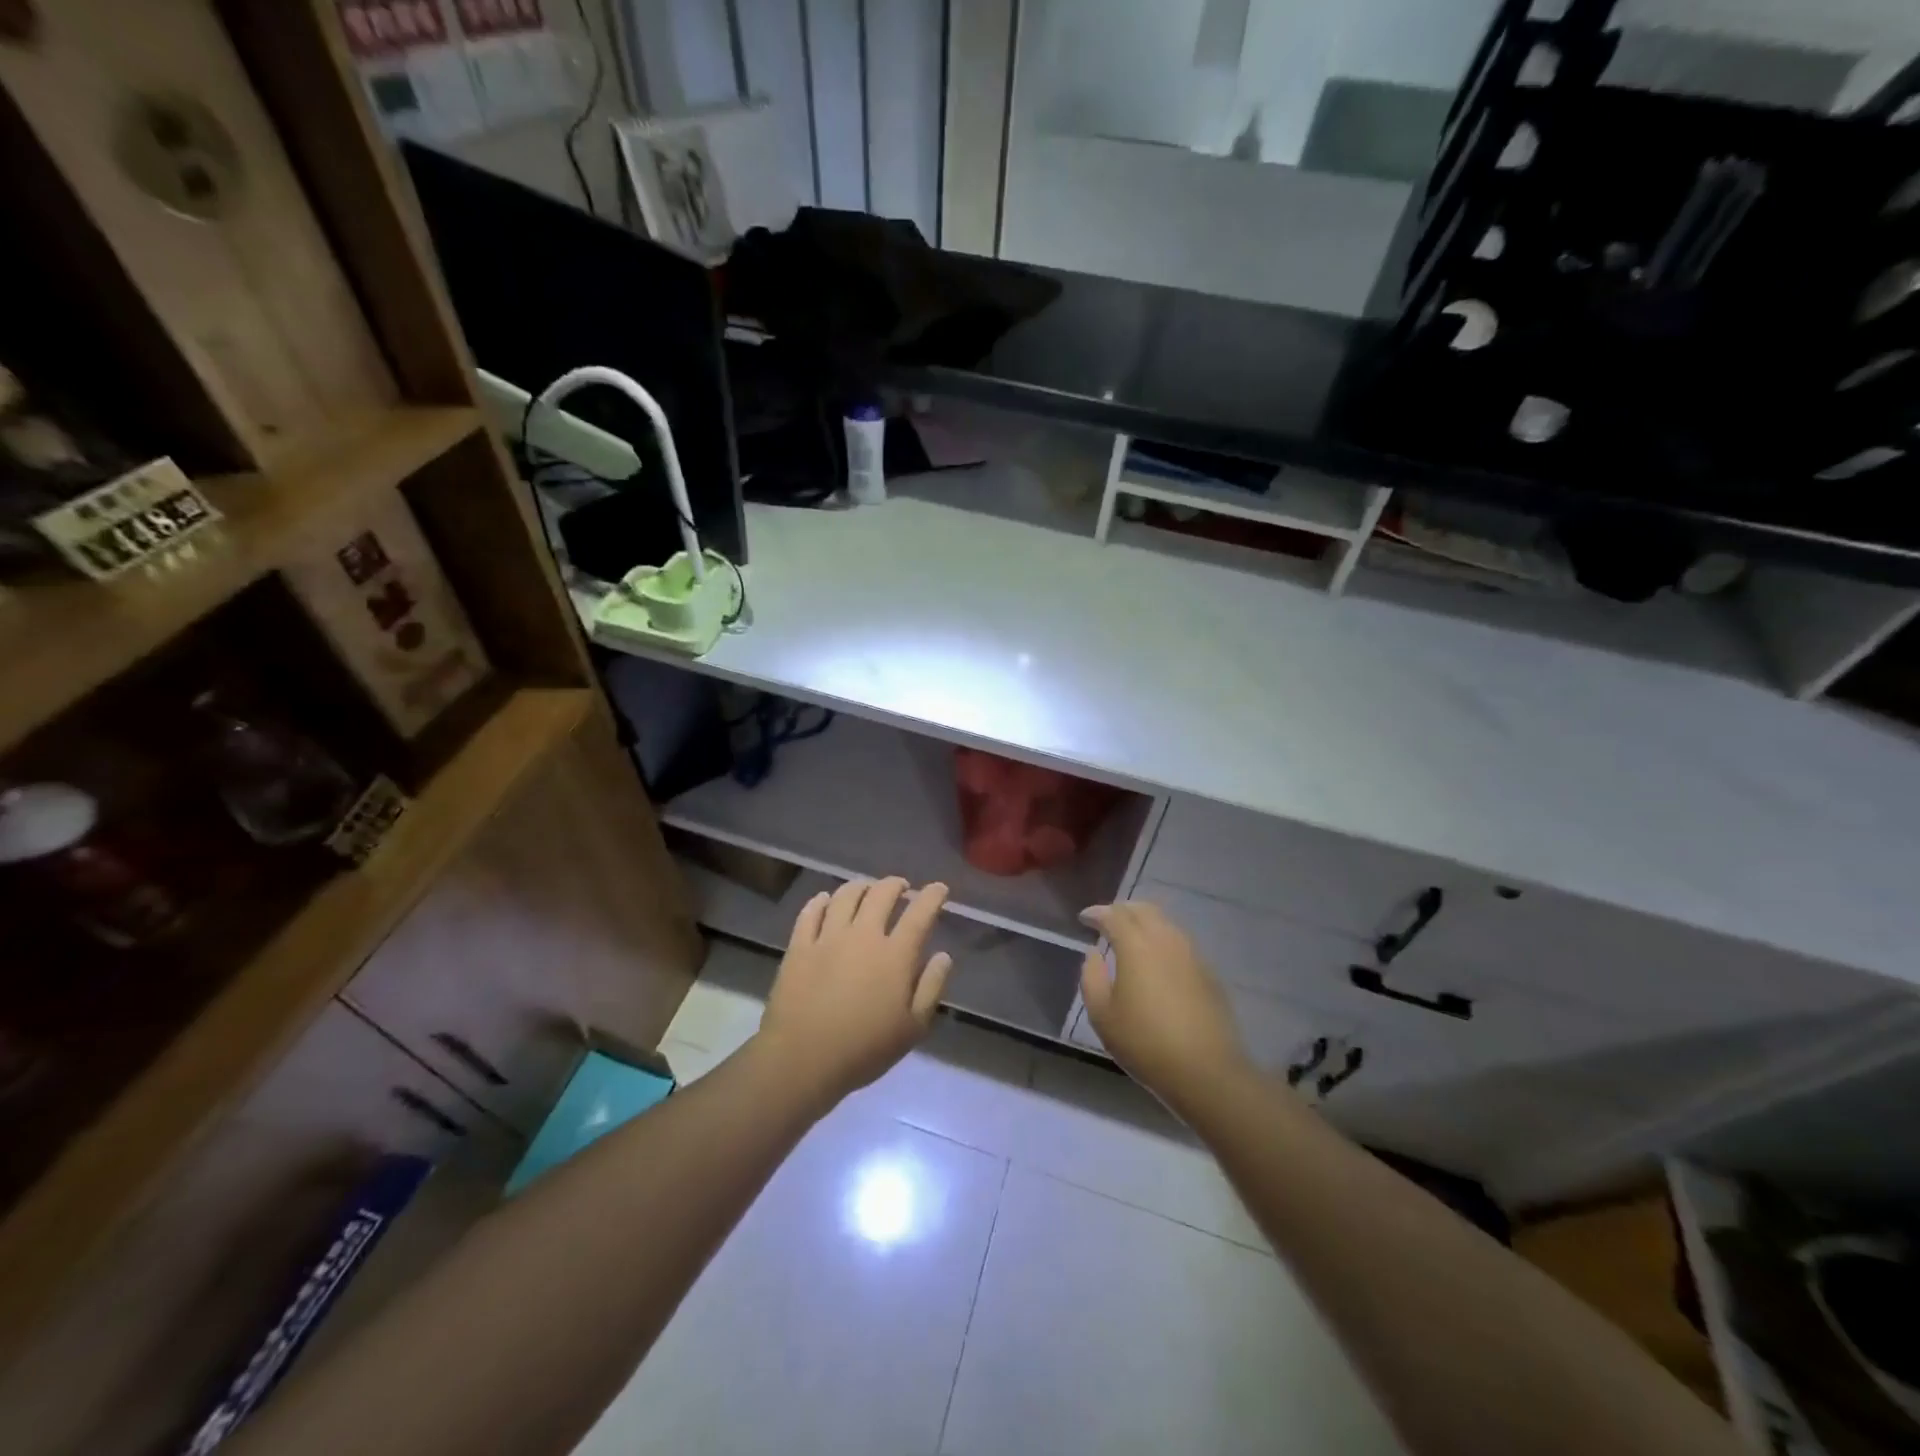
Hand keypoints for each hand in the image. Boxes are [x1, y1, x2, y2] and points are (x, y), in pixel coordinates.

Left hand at [755, 877, 952, 1109]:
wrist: (802, 1059)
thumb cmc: (864, 1049)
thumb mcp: (913, 1028)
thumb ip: (931, 987)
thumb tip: (943, 955)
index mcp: (894, 954)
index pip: (919, 913)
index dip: (932, 896)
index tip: (939, 889)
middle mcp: (862, 935)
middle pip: (881, 894)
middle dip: (896, 885)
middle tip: (902, 887)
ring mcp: (827, 937)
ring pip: (846, 895)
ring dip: (861, 886)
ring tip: (867, 889)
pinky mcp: (799, 946)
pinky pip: (811, 912)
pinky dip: (821, 901)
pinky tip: (826, 900)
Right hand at [1080, 901, 1252, 1111]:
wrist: (1206, 1070)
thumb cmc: (1145, 1043)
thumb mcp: (1102, 1016)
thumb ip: (1091, 978)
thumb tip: (1093, 954)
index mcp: (1136, 946)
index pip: (1113, 915)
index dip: (1096, 913)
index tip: (1084, 918)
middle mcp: (1165, 940)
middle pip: (1143, 909)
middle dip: (1122, 909)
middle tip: (1107, 920)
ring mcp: (1191, 954)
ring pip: (1165, 922)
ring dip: (1144, 921)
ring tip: (1131, 935)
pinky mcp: (1208, 972)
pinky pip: (1180, 941)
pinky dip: (1162, 938)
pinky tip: (1157, 958)